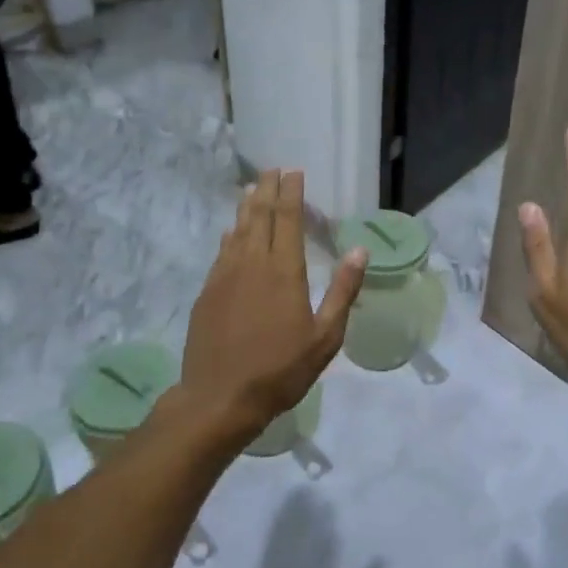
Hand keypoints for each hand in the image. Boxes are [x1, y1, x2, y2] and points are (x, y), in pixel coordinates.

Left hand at [179, 170, 365, 440]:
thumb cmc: (280, 370)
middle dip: (267, 190)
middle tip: (271, 170)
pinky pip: (221, 251)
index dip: (291, 193)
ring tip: (251, 188)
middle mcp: (252, 263)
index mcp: (284, 271)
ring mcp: (225, 276)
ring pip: (237, 230)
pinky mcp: (207, 291)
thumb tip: (360, 250)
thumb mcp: (325, 337)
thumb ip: (342, 291)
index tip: (293, 172)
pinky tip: (231, 231)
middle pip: (260, 216)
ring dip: (246, 206)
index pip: (288, 219)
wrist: (220, 397)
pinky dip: (229, 235)